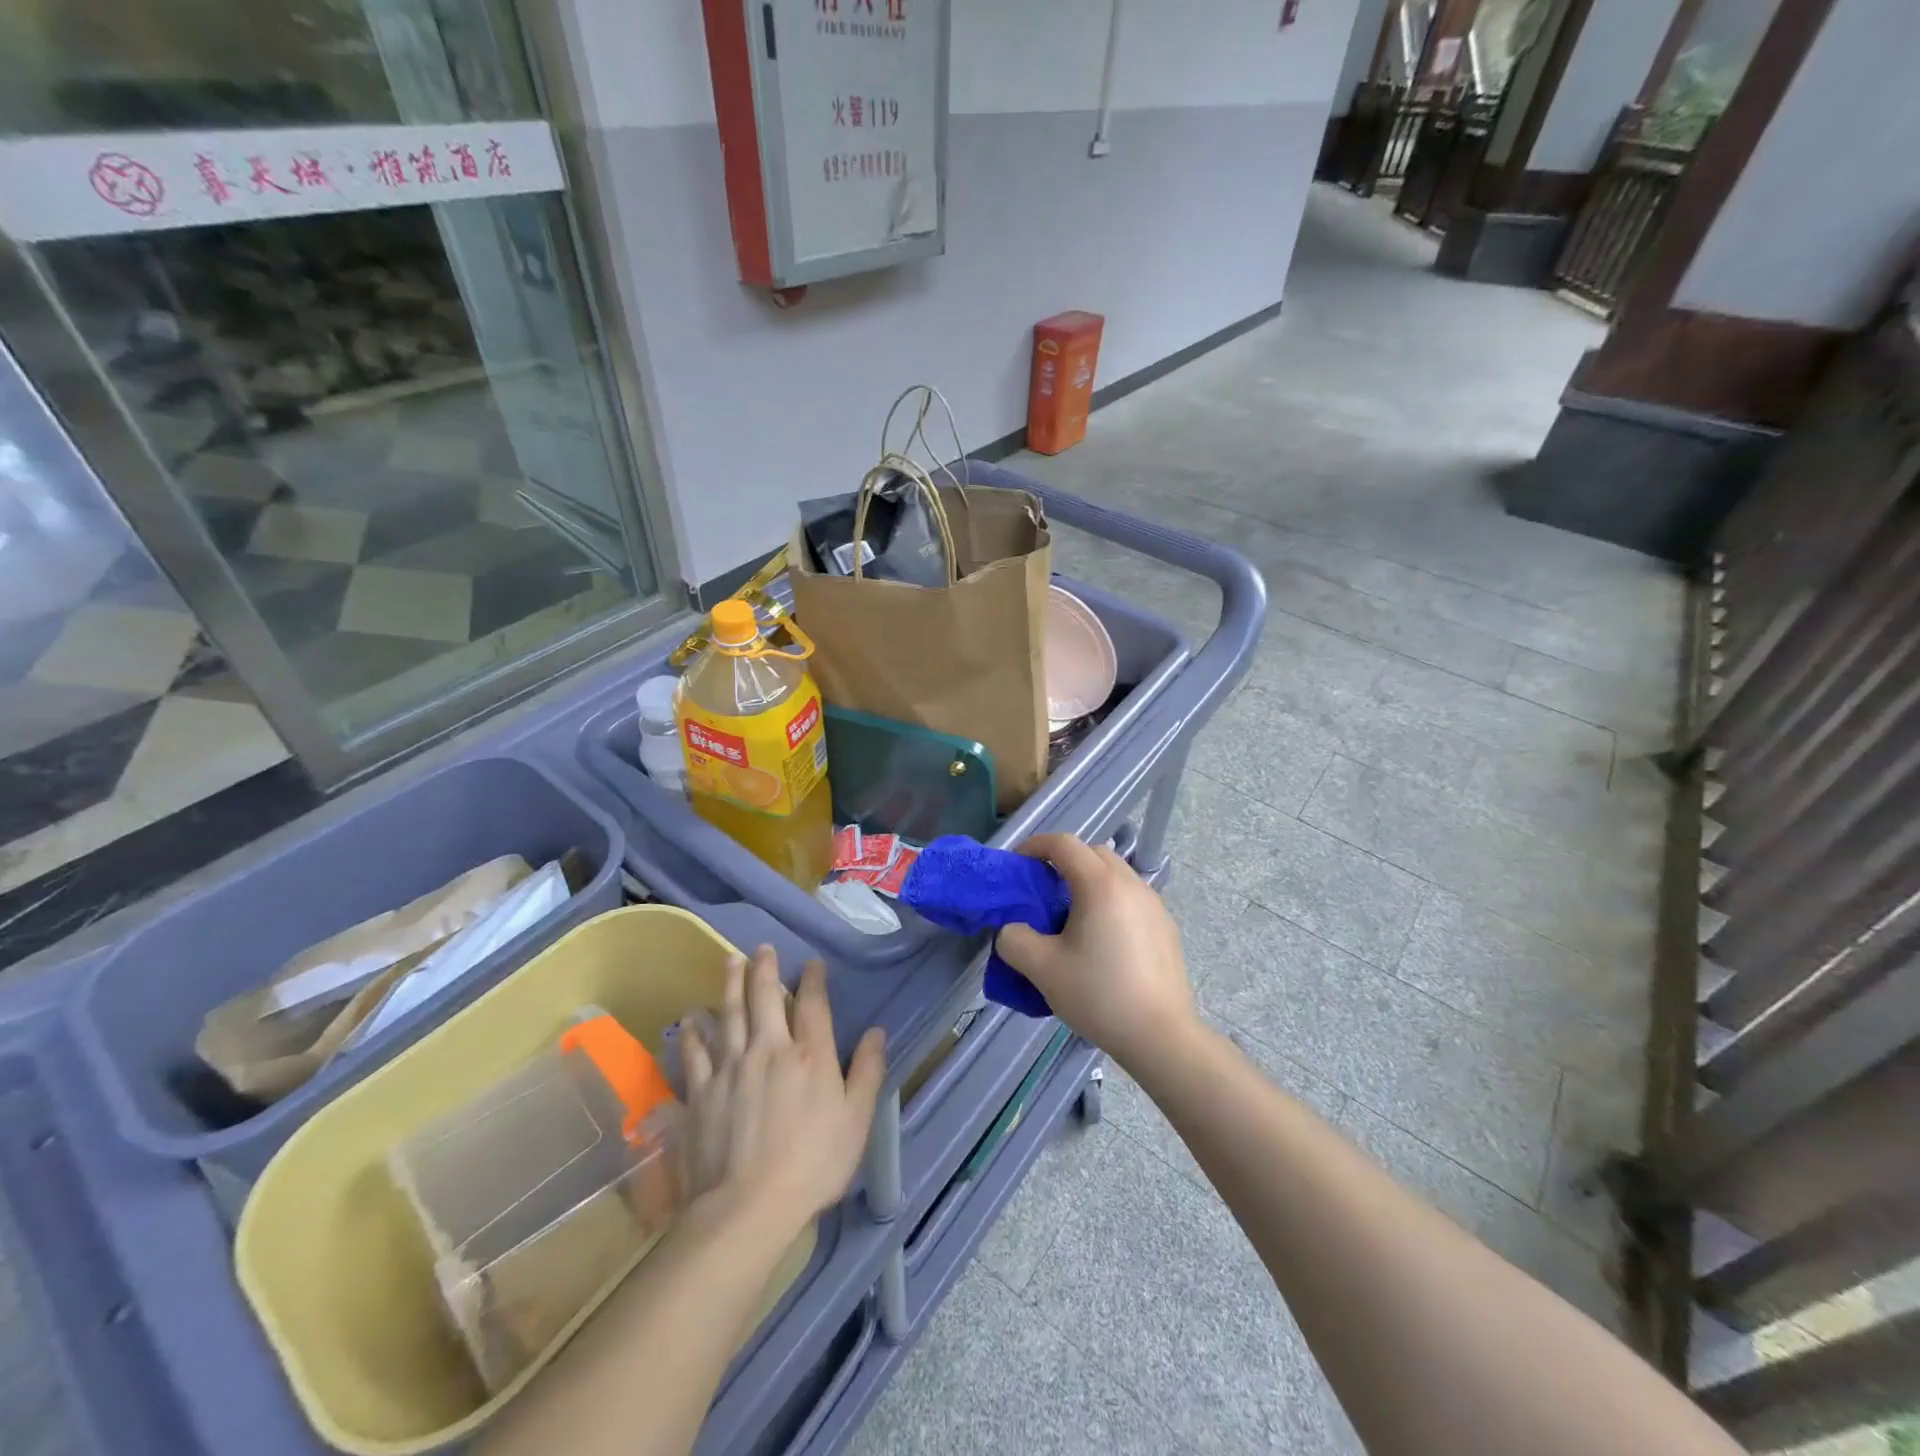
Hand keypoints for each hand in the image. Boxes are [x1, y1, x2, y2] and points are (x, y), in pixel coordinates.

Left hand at [679, 948, 885, 1235]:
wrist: (746, 1207)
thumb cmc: (812, 1165)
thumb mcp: (855, 1121)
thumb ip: (867, 1072)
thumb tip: (876, 1032)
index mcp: (810, 1055)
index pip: (813, 1004)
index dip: (813, 979)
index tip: (811, 963)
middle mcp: (769, 1049)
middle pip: (765, 998)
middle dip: (765, 969)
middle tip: (762, 948)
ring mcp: (731, 1068)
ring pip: (729, 1014)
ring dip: (729, 984)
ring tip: (729, 960)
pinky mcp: (701, 1092)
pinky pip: (695, 1053)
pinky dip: (693, 1032)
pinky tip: (690, 1019)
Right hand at [995, 834, 1196, 1069]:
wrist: (1161, 1036)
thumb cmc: (1099, 995)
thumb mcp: (1042, 969)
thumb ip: (1014, 940)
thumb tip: (1013, 930)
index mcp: (1100, 884)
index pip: (1064, 844)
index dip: (1035, 846)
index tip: (1018, 865)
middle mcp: (1131, 884)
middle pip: (1093, 853)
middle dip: (1064, 860)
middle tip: (1043, 889)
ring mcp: (1154, 904)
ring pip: (1116, 875)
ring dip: (1089, 881)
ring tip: (1072, 916)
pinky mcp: (1166, 927)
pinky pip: (1132, 898)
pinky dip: (1111, 901)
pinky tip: (1102, 941)